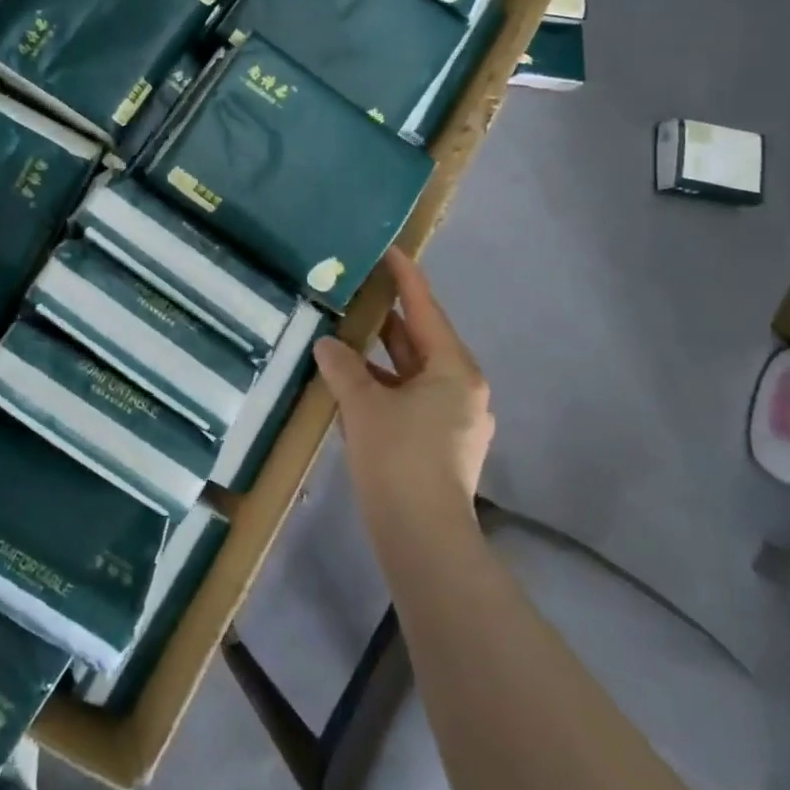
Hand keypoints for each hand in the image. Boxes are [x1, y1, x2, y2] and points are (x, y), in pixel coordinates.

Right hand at [314, 248, 493, 533]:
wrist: (424, 540)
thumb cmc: (399, 459)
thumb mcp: (363, 405)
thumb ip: (343, 367)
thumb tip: (327, 344)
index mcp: (454, 370)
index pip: (426, 309)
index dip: (406, 277)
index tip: (390, 249)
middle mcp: (462, 389)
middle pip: (421, 340)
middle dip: (390, 318)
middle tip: (359, 289)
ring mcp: (454, 419)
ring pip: (413, 373)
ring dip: (382, 356)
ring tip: (347, 333)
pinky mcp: (441, 445)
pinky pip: (410, 399)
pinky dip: (384, 386)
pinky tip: (353, 383)